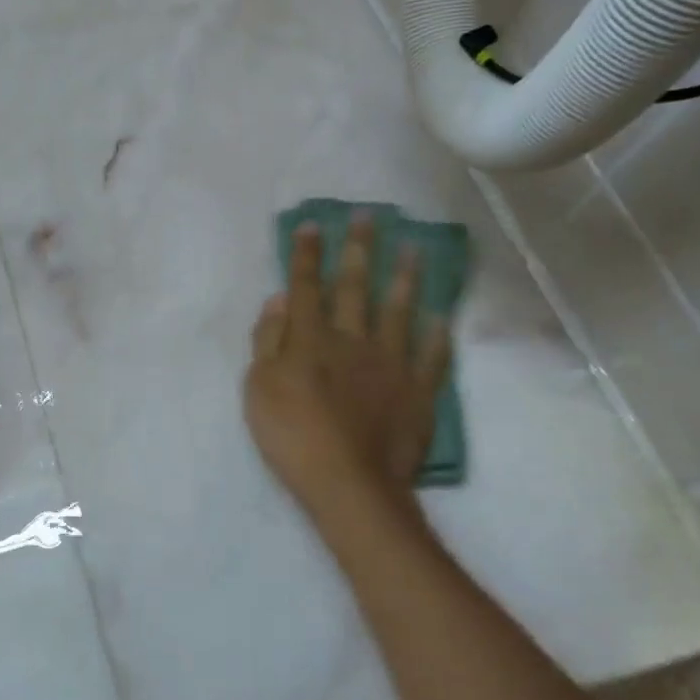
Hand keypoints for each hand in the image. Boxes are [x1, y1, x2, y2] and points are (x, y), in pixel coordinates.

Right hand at [243, 215, 450, 516]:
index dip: (307, 255)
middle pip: (354, 287)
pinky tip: (441, 317)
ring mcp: (390, 363)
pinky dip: (437, 336)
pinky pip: (431, 356)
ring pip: (398, 311)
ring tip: (413, 248)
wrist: (348, 482)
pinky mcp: (417, 390)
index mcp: (310, 339)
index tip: (312, 224)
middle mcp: (352, 340)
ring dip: (404, 277)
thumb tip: (279, 300)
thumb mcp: (258, 389)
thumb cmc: (291, 435)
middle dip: (358, 250)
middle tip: (368, 217)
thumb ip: (268, 341)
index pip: (306, 287)